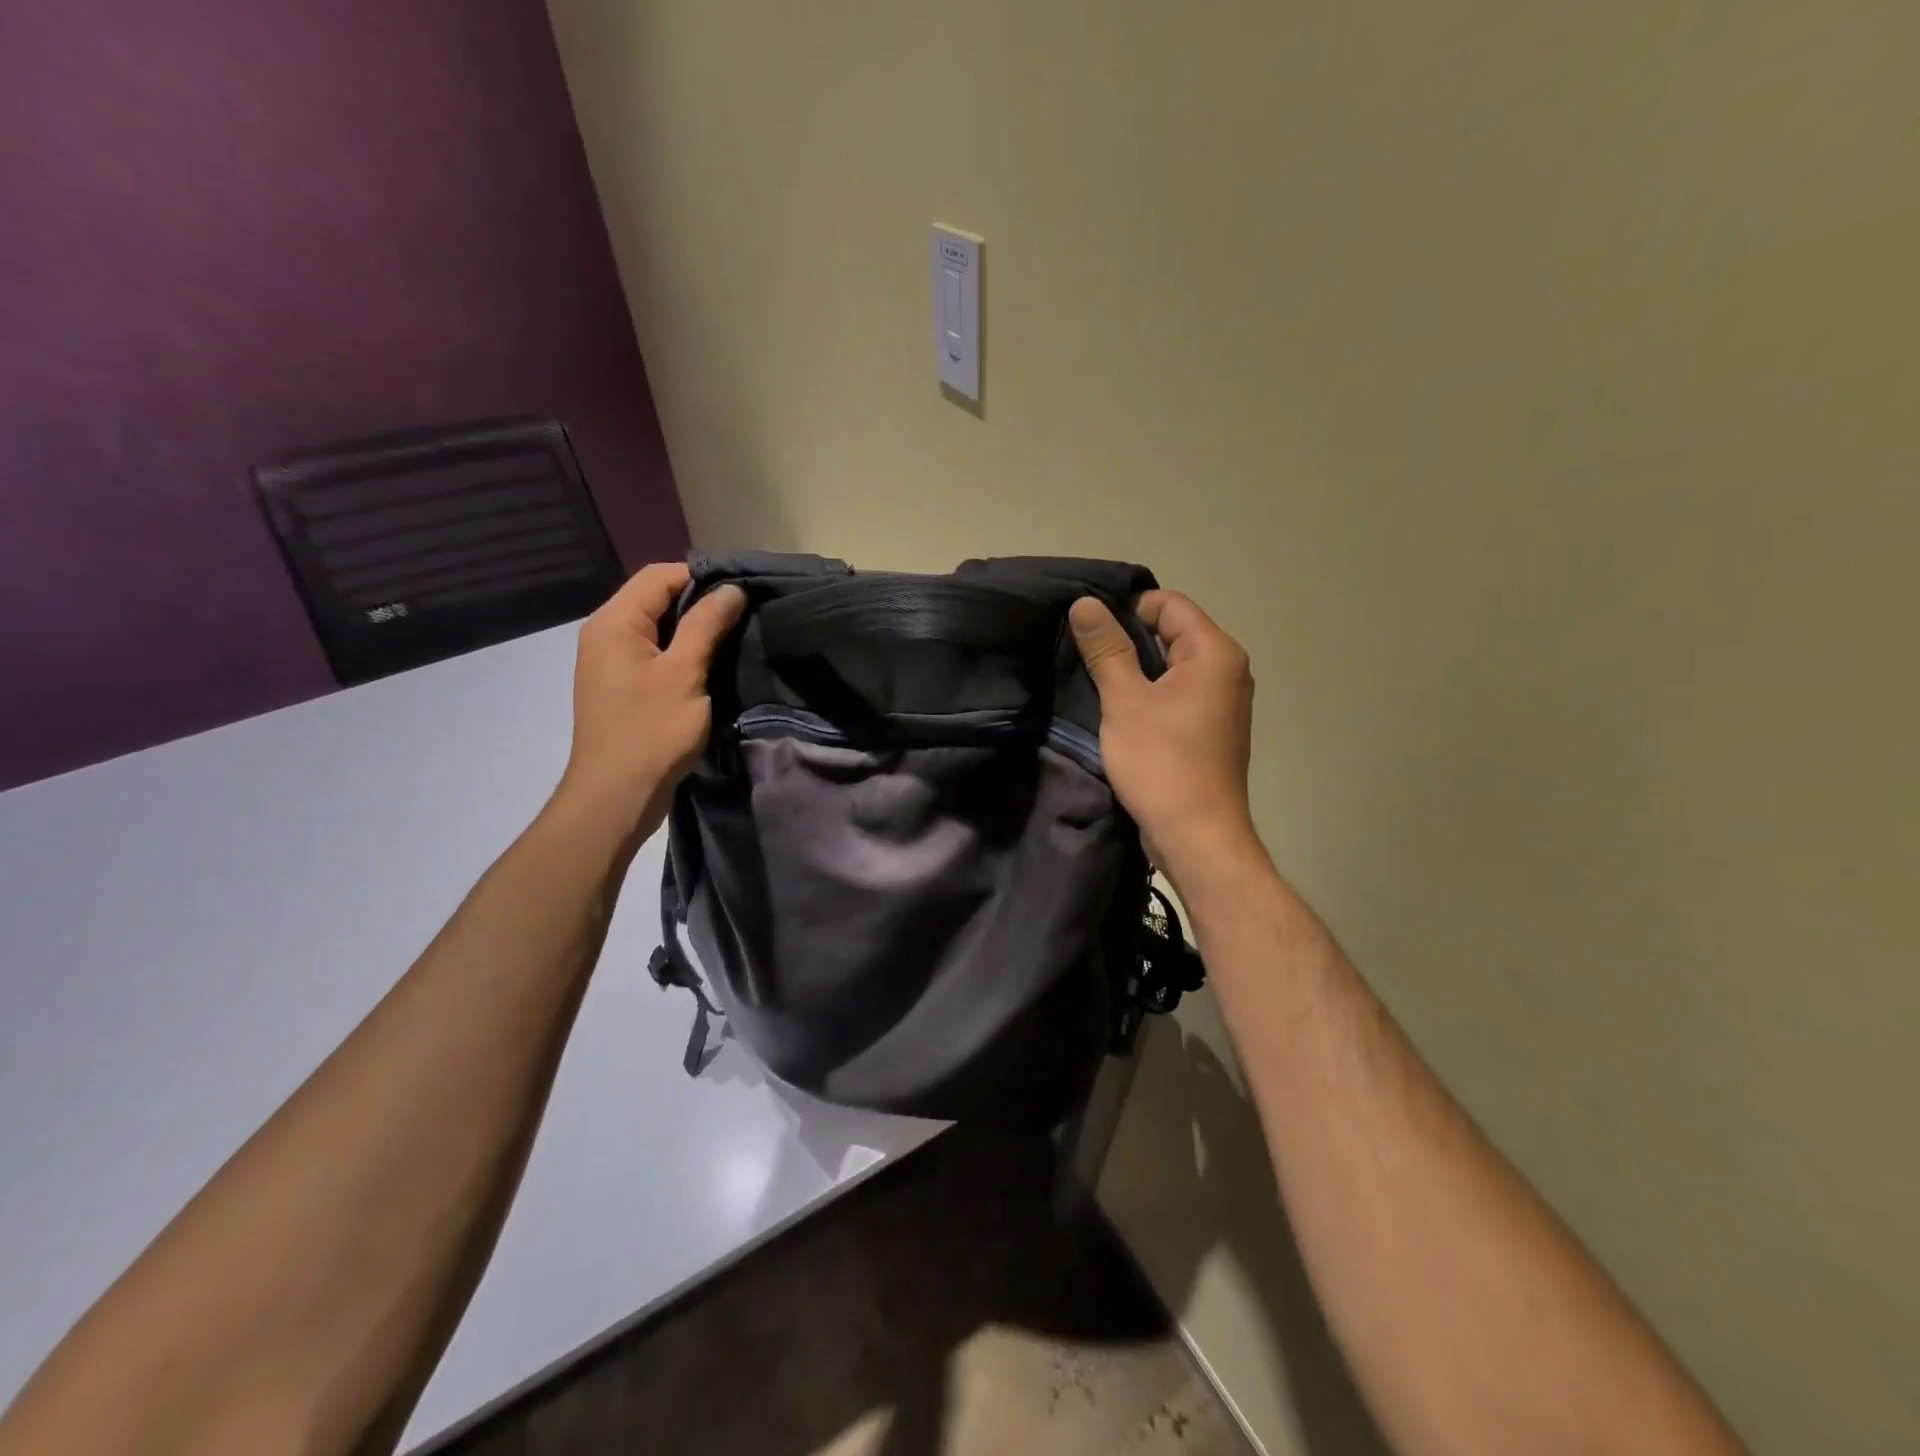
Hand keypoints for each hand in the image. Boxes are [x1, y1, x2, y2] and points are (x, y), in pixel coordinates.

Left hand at [555, 562, 745, 838]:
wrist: (616, 796)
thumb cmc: (651, 732)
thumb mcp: (685, 674)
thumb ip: (706, 625)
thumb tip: (732, 589)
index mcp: (614, 622)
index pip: (659, 576)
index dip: (702, 577)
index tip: (743, 593)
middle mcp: (606, 634)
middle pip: (656, 598)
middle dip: (701, 603)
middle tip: (746, 615)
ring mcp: (611, 662)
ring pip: (658, 628)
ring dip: (694, 630)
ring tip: (735, 638)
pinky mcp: (622, 686)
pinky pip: (655, 653)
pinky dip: (683, 653)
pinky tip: (712, 666)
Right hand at [1069, 590, 1257, 880]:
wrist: (1197, 836)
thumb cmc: (1161, 763)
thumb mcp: (1125, 702)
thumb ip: (1106, 649)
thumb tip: (1085, 603)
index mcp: (1215, 653)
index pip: (1168, 604)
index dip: (1125, 609)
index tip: (1087, 631)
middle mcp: (1228, 669)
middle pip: (1172, 631)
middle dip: (1127, 639)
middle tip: (1083, 655)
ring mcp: (1223, 700)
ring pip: (1172, 664)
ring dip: (1135, 669)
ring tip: (1096, 682)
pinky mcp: (1212, 727)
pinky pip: (1178, 692)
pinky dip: (1150, 693)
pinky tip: (1120, 710)